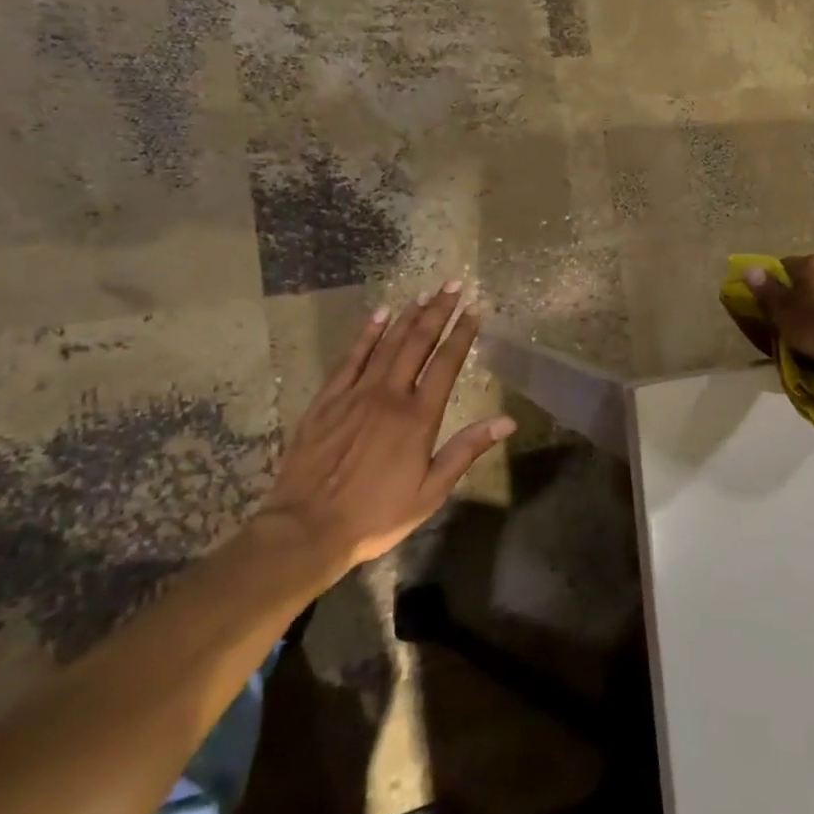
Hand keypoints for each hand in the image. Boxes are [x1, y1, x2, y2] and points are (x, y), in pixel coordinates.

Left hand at [253, 282, 514, 582]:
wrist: (306, 529)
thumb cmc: (376, 514)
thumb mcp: (431, 491)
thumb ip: (466, 450)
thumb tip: (507, 421)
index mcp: (418, 417)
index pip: (446, 363)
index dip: (462, 334)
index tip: (474, 310)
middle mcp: (390, 395)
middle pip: (418, 342)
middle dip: (438, 311)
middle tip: (453, 285)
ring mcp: (355, 394)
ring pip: (387, 343)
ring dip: (408, 316)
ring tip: (425, 293)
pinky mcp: (327, 400)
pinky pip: (351, 358)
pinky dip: (366, 334)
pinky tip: (378, 315)